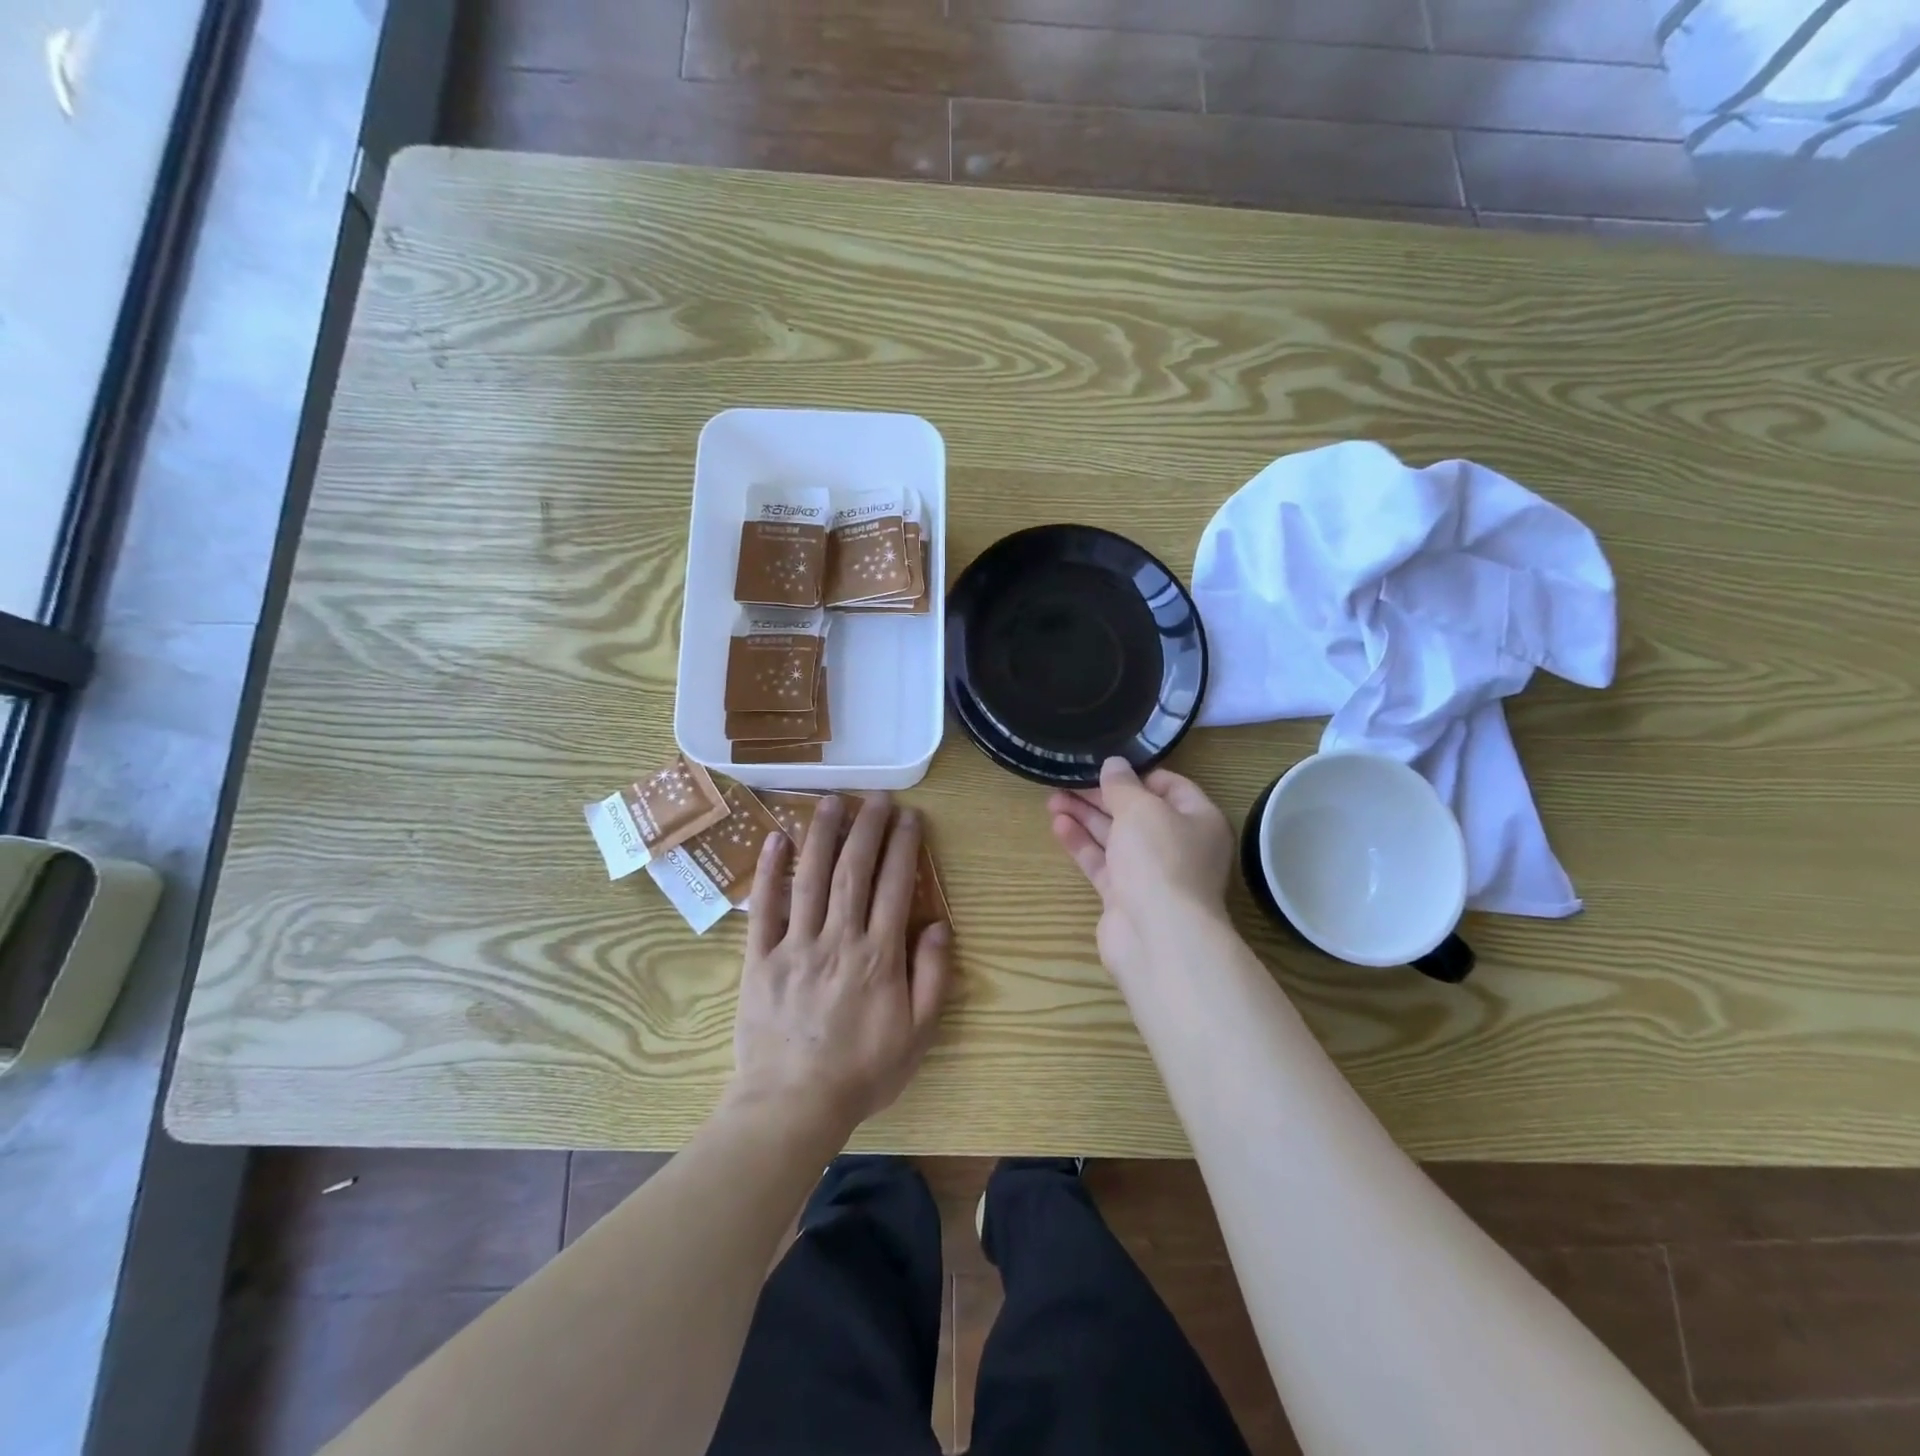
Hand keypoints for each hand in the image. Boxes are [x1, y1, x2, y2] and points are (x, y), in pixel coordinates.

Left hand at [728, 794, 952, 1137]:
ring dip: (823, 835)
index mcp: (878, 956)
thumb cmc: (862, 1071)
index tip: (910, 816)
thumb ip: (932, 976)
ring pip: (810, 878)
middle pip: (853, 871)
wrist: (792, 1106)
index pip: (895, 886)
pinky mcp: (759, 958)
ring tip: (832, 800)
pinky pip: (763, 908)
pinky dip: (768, 872)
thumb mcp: (918, 1034)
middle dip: (867, 828)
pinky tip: (775, 839)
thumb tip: (939, 925)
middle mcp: (838, 939)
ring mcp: (795, 945)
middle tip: (876, 796)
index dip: (904, 846)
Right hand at [1049, 757, 1233, 975]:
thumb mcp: (1141, 808)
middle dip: (1101, 795)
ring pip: (1115, 837)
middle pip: (1137, 812)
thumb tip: (1114, 764)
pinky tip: (1058, 825)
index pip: (1170, 786)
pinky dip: (1082, 844)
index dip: (1137, 774)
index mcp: (1199, 820)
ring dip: (1086, 817)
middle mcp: (1179, 845)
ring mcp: (1151, 874)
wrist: (1158, 936)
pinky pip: (1102, 863)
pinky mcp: (1125, 896)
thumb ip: (1122, 785)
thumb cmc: (1160, 858)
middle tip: (1067, 780)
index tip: (1104, 764)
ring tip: (1052, 798)